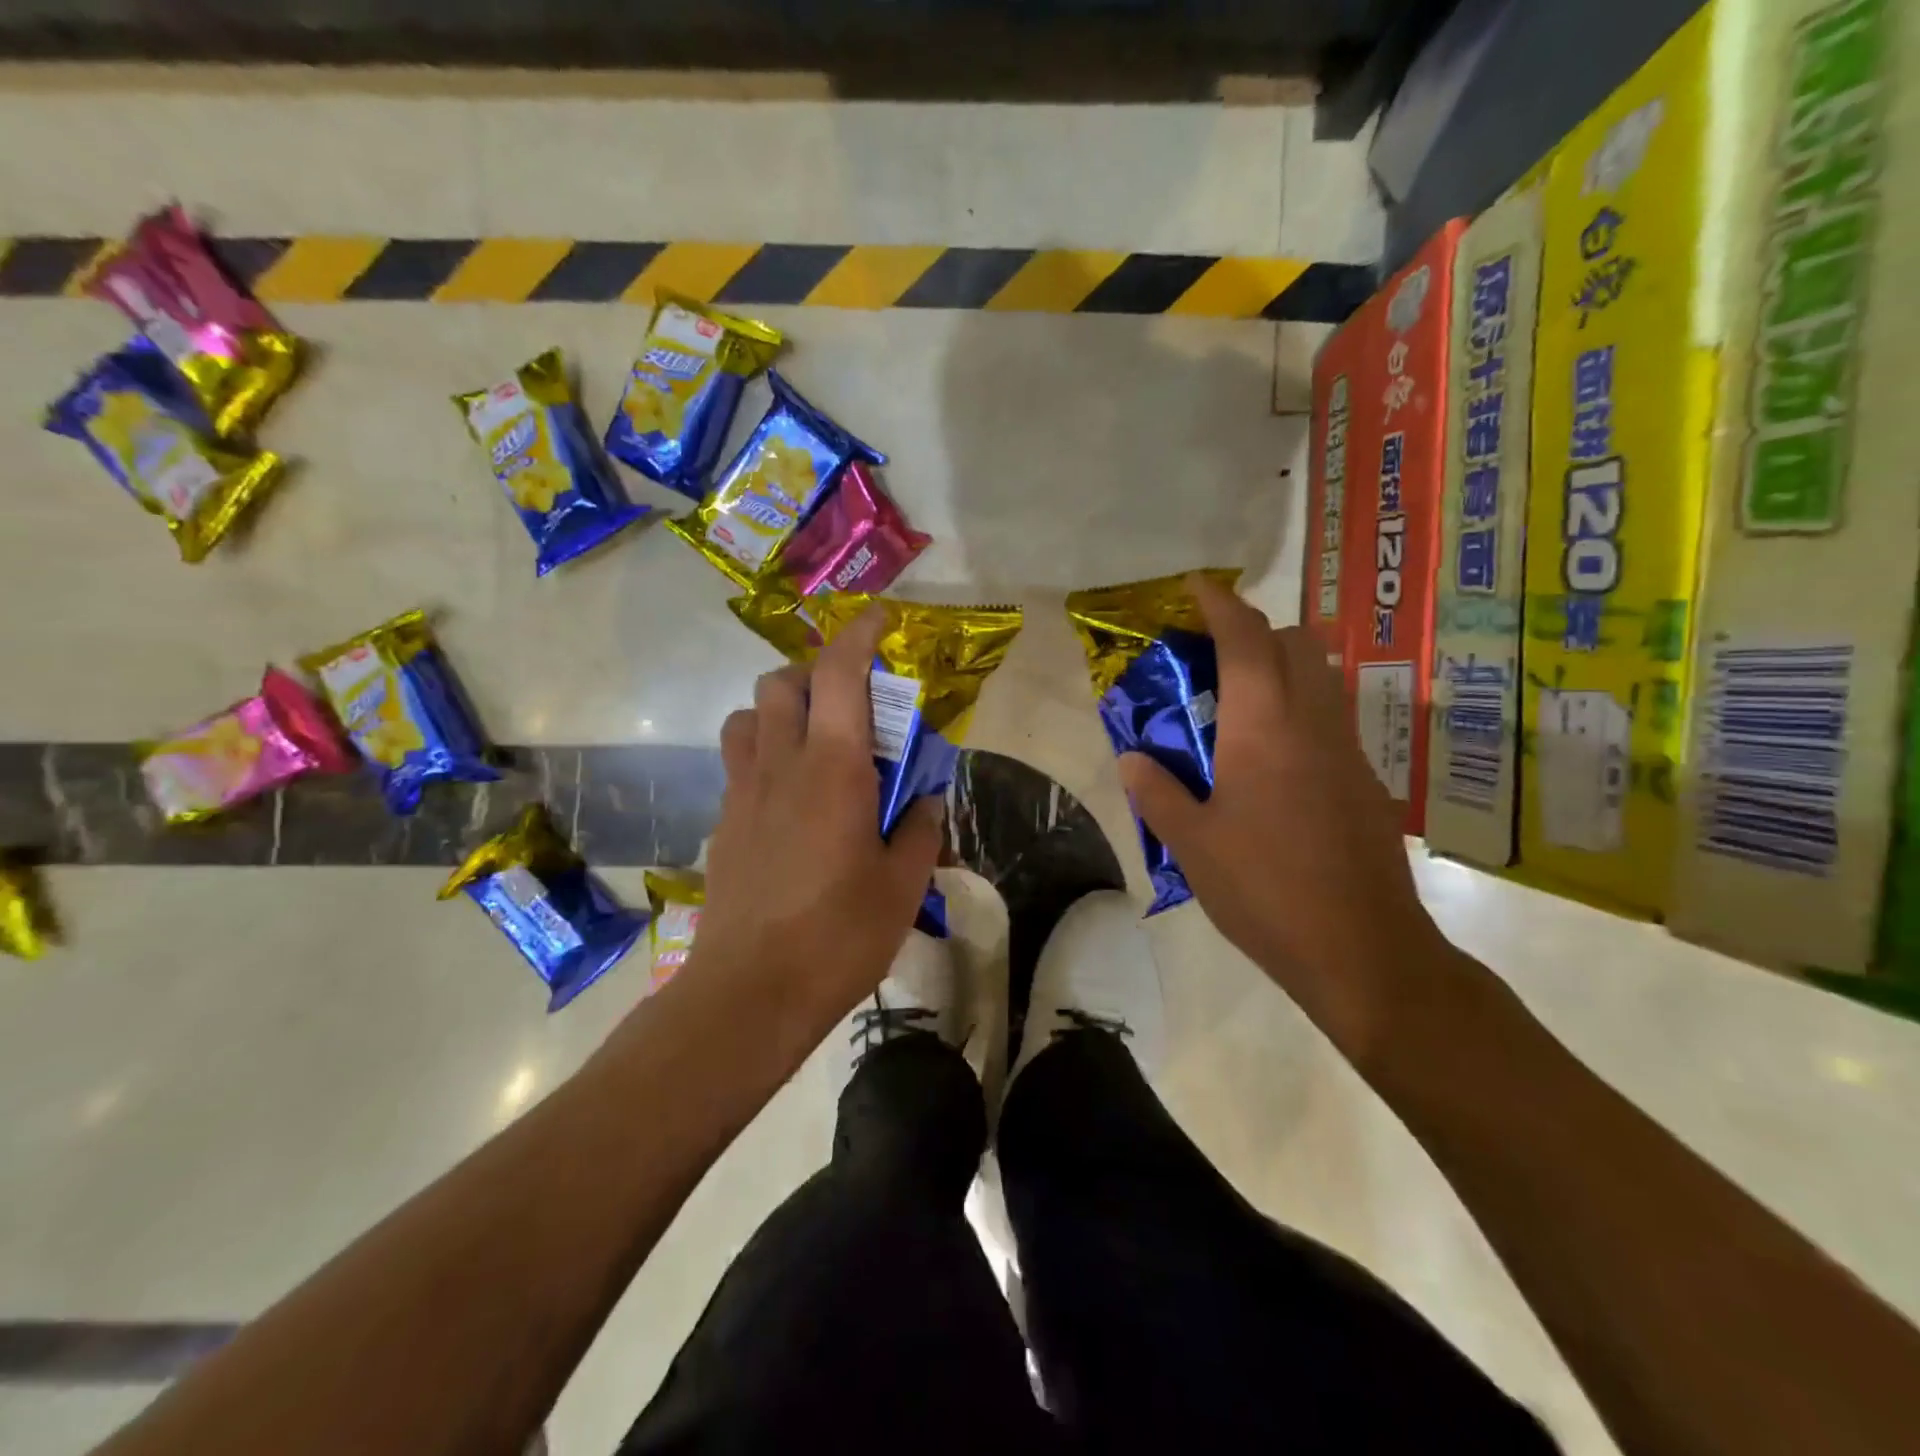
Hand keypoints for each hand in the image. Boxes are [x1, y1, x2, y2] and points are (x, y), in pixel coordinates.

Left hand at [686, 605, 944, 1042]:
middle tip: (852, 703)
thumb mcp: (902, 885)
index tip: (880, 620)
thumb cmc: (837, 936)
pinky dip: (766, 753)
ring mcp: (743, 793)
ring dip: (781, 709)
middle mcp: (780, 765)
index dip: (859, 635)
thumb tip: (925, 801)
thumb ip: (919, 830)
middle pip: (782, 682)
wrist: (749, 994)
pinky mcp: (724, 823)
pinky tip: (791, 799)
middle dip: (816, 672)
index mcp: (832, 769)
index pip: (839, 674)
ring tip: (815, 743)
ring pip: (749, 717)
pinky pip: (739, 762)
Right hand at [1119, 574, 1458, 1065]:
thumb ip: (1157, 792)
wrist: (1363, 950)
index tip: (1194, 587)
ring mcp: (1348, 750)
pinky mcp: (1366, 781)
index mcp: (1264, 727)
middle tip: (1210, 659)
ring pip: (1321, 677)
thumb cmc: (1266, 891)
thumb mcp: (1192, 844)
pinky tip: (1270, 761)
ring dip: (1281, 667)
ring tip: (1236, 704)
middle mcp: (1313, 722)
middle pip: (1295, 642)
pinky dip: (1299, 709)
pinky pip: (1330, 718)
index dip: (1219, 603)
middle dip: (1254, 631)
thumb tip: (1133, 758)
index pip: (1246, 638)